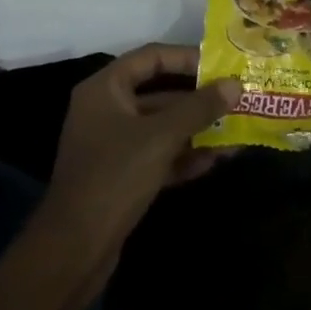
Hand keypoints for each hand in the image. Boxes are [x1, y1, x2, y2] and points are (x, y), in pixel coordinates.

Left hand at [35, 44, 238, 299]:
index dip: (188, 58)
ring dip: (197, 129)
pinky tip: (216, 160)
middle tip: (237, 98)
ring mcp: (113, 144)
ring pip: (162, 126)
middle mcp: (107, 109)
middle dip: (199, 99)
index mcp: (105, 88)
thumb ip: (199, 108)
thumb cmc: (114, 177)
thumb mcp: (161, 137)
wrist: (73, 252)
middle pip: (160, 92)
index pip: (152, 57)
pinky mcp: (121, 175)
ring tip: (237, 131)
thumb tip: (235, 84)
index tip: (222, 66)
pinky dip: (184, 155)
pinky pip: (158, 154)